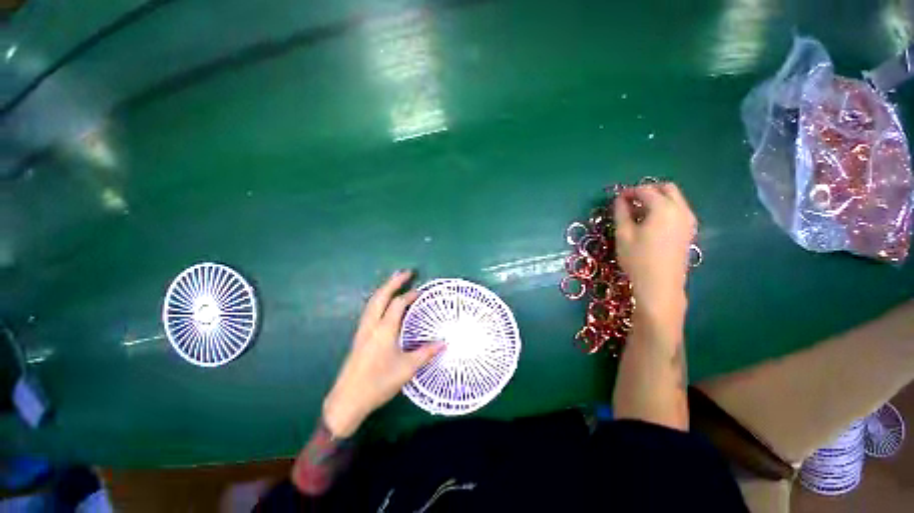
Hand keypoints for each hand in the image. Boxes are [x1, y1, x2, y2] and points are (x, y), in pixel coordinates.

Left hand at [322, 270, 442, 437]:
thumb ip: (426, 353)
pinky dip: (378, 300)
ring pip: (372, 301)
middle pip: (381, 295)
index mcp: (384, 329)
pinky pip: (369, 310)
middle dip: (393, 281)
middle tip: (406, 272)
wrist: (347, 401)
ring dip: (384, 289)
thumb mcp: (407, 368)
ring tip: (394, 282)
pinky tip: (383, 304)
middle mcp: (371, 325)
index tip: (421, 292)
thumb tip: (444, 343)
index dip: (410, 295)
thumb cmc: (378, 383)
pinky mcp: (358, 337)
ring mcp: (362, 330)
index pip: (398, 304)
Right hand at [614, 183, 696, 332]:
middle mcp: (681, 209)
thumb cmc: (638, 259)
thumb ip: (621, 213)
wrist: (660, 285)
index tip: (616, 198)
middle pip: (667, 189)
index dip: (629, 191)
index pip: (645, 191)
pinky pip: (678, 210)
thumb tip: (619, 200)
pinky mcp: (689, 231)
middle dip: (647, 190)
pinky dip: (665, 209)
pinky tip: (651, 222)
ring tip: (638, 212)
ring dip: (657, 199)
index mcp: (664, 208)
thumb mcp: (623, 234)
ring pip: (675, 199)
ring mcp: (688, 221)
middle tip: (630, 201)